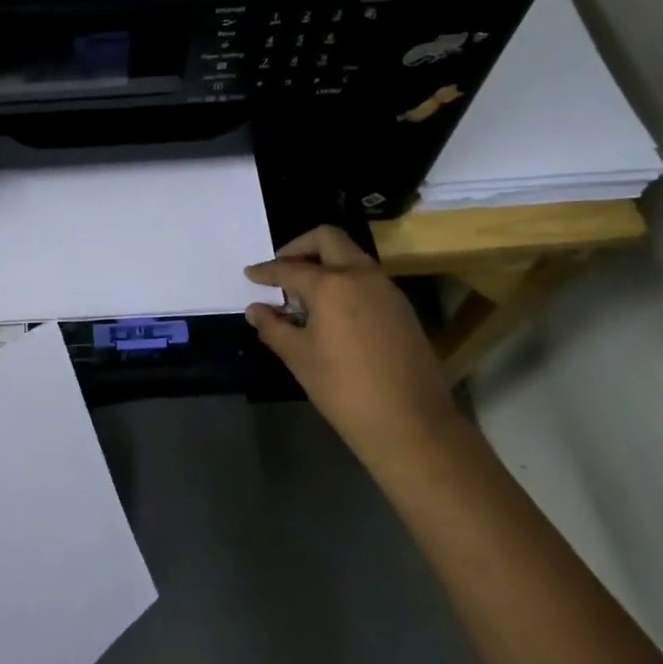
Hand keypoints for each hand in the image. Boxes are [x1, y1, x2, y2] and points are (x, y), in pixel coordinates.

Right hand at [245, 226, 457, 470]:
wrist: (411, 424)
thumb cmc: (345, 390)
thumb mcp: (300, 358)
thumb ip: (274, 327)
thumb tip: (256, 309)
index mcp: (332, 284)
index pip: (289, 268)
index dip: (265, 271)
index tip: (250, 274)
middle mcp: (361, 275)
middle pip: (328, 239)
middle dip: (299, 248)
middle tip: (281, 270)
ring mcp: (387, 289)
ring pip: (351, 256)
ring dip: (325, 263)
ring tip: (304, 294)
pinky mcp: (402, 308)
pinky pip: (366, 278)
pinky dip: (344, 280)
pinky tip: (332, 311)